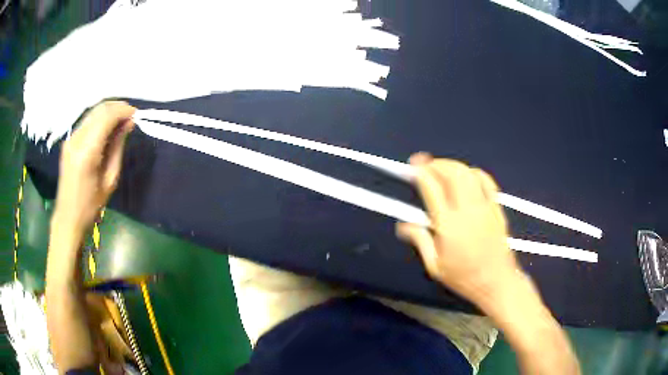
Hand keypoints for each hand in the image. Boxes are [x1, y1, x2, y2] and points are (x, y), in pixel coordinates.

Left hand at [53, 101, 135, 234]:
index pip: (106, 117)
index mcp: (87, 153)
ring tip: (121, 120)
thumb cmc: (91, 206)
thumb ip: (117, 148)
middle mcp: (76, 140)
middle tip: (130, 115)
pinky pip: (87, 121)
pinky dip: (100, 119)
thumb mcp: (110, 179)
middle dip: (117, 107)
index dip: (122, 111)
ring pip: (93, 112)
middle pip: (99, 110)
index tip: (135, 114)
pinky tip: (107, 127)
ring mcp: (70, 139)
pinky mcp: (69, 141)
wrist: (68, 217)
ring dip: (108, 111)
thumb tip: (128, 124)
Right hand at [397, 153, 518, 305]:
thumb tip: (403, 225)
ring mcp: (484, 206)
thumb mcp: (435, 266)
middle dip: (436, 163)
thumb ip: (420, 241)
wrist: (497, 282)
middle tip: (425, 164)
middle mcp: (467, 209)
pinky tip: (467, 174)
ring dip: (452, 165)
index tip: (412, 167)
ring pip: (468, 173)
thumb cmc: (464, 277)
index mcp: (448, 224)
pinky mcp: (496, 208)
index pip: (432, 188)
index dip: (420, 172)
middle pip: (452, 173)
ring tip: (442, 167)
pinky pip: (486, 181)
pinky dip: (474, 172)